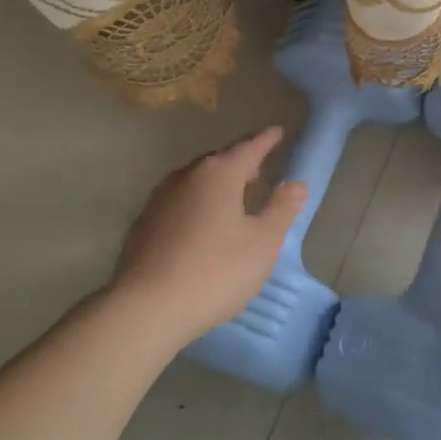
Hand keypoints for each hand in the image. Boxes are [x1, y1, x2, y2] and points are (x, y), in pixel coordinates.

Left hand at [106, 127, 308, 346]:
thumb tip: (296, 183)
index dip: (267, 140)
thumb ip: (281, 209)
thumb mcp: (262, 243)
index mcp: (219, 173)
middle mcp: (187, 175)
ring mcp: (161, 197)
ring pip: (197, 180)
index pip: (249, 147)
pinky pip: (180, 201)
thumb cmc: (215, 271)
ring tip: (233, 199)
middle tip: (259, 171)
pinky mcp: (144, 222)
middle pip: (220, 160)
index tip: (278, 132)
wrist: (146, 307)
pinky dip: (197, 203)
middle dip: (241, 162)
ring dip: (217, 184)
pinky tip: (202, 226)